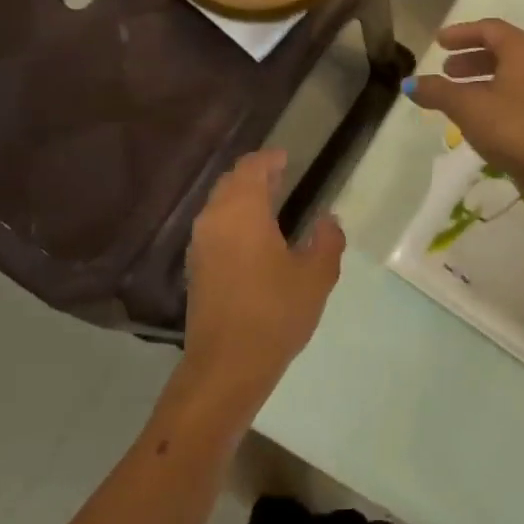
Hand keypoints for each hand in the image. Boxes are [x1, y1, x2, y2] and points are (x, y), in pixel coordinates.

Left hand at [174, 150, 345, 425]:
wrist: (226, 366)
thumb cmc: (275, 314)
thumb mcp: (316, 277)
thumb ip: (326, 241)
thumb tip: (327, 219)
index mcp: (243, 212)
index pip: (251, 168)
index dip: (269, 159)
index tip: (286, 157)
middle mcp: (214, 219)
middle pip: (230, 182)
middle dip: (254, 175)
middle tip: (281, 176)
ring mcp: (200, 244)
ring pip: (219, 205)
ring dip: (242, 198)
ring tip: (270, 204)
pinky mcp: (196, 268)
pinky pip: (214, 227)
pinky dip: (233, 220)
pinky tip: (253, 238)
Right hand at [405, 19, 523, 200]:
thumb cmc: (513, 128)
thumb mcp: (467, 108)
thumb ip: (438, 92)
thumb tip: (410, 83)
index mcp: (523, 49)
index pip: (489, 29)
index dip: (461, 33)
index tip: (439, 42)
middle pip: (502, 49)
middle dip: (471, 58)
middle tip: (446, 70)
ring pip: (512, 73)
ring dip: (483, 78)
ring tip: (458, 94)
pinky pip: (521, 92)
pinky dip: (497, 94)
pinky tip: (481, 115)